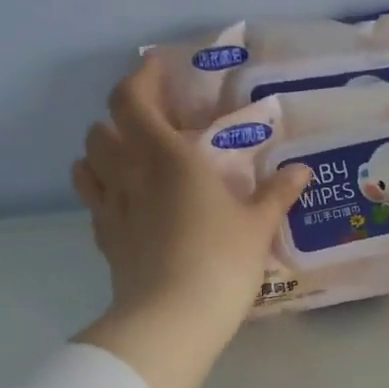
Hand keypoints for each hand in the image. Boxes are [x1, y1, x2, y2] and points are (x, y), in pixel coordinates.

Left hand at [70, 63, 309, 387]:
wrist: (173, 317)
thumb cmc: (222, 261)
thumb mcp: (258, 226)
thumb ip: (277, 194)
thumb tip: (301, 171)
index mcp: (167, 157)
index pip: (133, 98)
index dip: (141, 78)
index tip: (160, 70)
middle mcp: (128, 173)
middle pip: (101, 127)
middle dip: (122, 118)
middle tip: (155, 127)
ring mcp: (110, 207)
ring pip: (87, 161)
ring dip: (105, 152)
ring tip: (134, 161)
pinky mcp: (104, 239)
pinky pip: (93, 200)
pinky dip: (104, 189)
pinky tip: (129, 204)